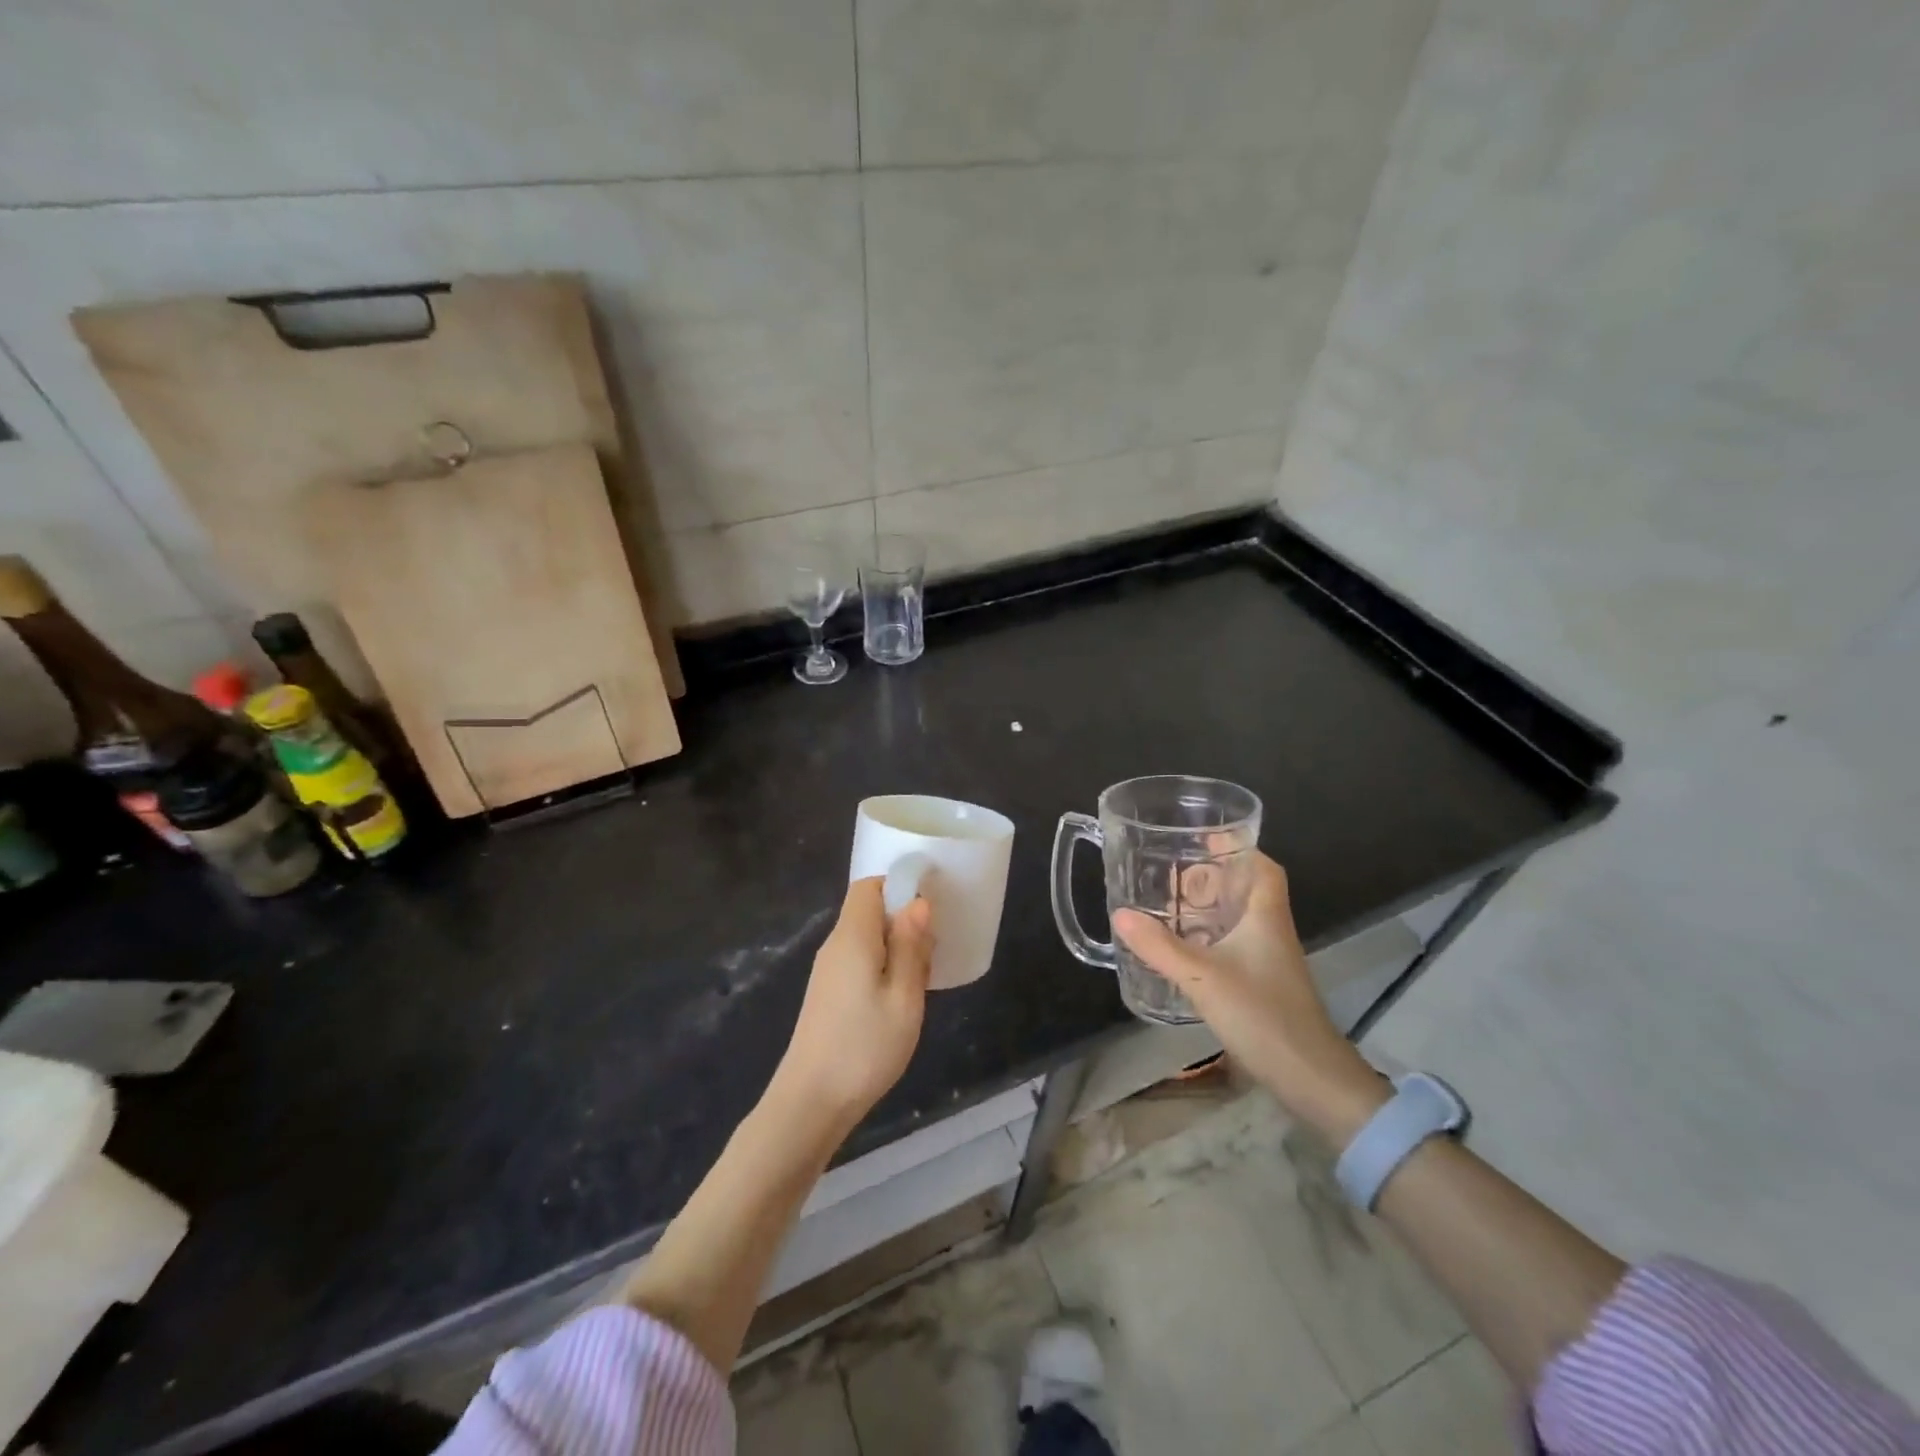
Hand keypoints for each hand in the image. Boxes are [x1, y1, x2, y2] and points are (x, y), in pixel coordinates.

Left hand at [768, 877, 934, 1138]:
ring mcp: (827, 972)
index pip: (868, 886)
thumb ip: (910, 945)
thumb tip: (917, 902)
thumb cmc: (864, 1047)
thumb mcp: (903, 996)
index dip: (898, 887)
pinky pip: (859, 962)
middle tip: (930, 955)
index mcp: (853, 936)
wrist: (810, 1103)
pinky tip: (897, 1002)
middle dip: (903, 922)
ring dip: (895, 949)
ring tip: (919, 983)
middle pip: (868, 911)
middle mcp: (835, 945)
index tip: (928, 910)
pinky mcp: (827, 995)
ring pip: (866, 939)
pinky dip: (882, 969)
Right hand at [1114, 854, 1387, 1145]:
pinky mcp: (1263, 985)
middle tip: (1173, 873)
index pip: (1263, 867)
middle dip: (1213, 876)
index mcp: (1266, 916)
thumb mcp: (1202, 977)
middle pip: (1247, 889)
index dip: (1239, 846)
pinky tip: (1182, 949)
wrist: (1310, 1077)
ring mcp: (1269, 960)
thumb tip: (1120, 914)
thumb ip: (1159, 946)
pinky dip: (1209, 938)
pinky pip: (1233, 946)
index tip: (1205, 836)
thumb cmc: (1262, 1015)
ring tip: (1169, 906)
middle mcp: (1271, 932)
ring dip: (1209, 908)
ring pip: (1239, 920)